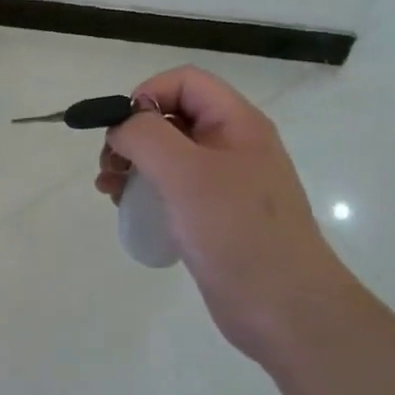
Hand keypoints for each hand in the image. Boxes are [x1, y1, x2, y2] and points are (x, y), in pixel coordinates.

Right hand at [97, 67, 346, 358]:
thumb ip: (146, 135)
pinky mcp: (214, 215)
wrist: (286, 313)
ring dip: (132, 162)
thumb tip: (122, 127)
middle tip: (109, 166)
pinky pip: (172, 186)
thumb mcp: (186, 173)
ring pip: (168, 153)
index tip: (123, 132)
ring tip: (108, 188)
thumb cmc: (237, 233)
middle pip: (172, 115)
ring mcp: (224, 182)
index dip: (147, 95)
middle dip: (132, 133)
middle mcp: (232, 145)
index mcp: (237, 123)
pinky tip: (125, 208)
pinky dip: (144, 189)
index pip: (184, 82)